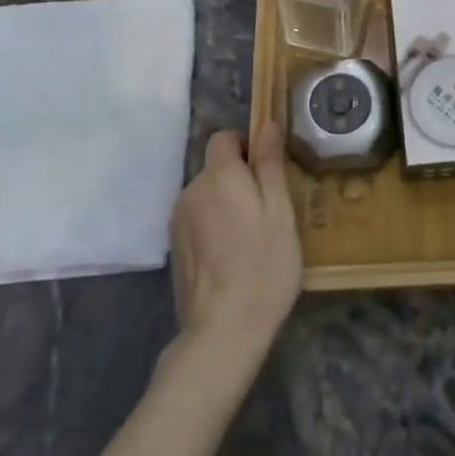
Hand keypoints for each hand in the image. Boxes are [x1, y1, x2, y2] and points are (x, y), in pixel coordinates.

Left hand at [169, 124, 301, 371]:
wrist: (223, 331)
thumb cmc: (263, 266)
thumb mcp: (280, 212)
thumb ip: (270, 165)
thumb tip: (267, 124)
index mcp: (219, 176)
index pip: (224, 138)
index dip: (246, 146)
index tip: (268, 172)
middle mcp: (191, 190)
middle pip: (215, 168)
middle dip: (239, 178)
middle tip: (268, 211)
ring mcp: (178, 220)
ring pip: (206, 194)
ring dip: (226, 203)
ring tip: (251, 238)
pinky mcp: (174, 247)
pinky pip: (198, 218)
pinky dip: (214, 225)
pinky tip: (231, 256)